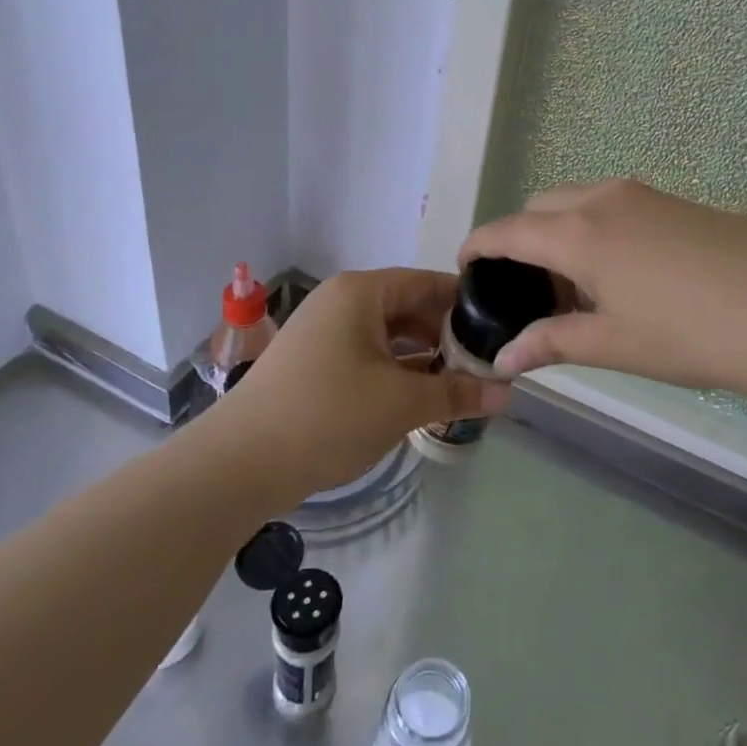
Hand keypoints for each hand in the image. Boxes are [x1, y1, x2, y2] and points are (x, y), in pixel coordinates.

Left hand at [215, 268, 505, 499]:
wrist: (239, 462)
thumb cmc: (328, 415)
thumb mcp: (401, 403)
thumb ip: (456, 393)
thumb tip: (507, 392)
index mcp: (362, 292)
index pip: (427, 283)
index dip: (465, 303)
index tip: (500, 326)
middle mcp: (341, 302)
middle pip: (408, 308)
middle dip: (446, 337)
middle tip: (485, 365)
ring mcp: (323, 333)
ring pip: (387, 336)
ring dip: (422, 359)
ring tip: (459, 386)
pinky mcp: (313, 364)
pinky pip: (366, 356)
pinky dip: (394, 373)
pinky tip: (418, 400)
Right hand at [459, 178, 746, 400]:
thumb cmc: (695, 333)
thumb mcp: (615, 344)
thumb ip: (553, 344)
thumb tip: (504, 359)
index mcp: (579, 232)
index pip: (508, 230)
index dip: (478, 246)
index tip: (463, 267)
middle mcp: (604, 199)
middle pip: (540, 207)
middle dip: (521, 240)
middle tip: (529, 292)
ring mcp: (644, 195)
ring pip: (578, 203)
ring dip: (560, 234)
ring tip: (576, 290)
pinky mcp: (676, 202)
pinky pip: (613, 206)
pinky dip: (594, 230)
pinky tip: (620, 276)